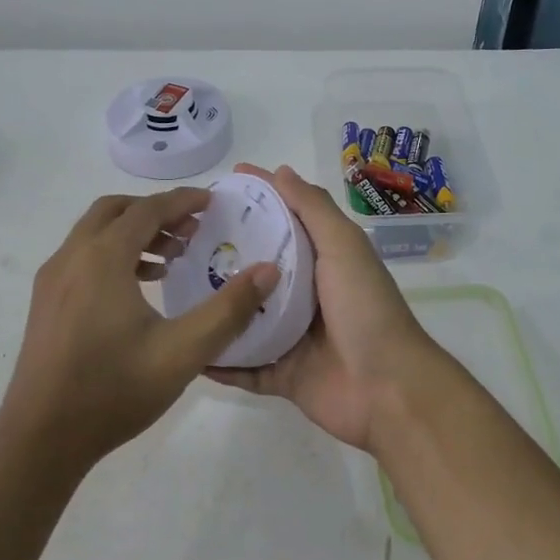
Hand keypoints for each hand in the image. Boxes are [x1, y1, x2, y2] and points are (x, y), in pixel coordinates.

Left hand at [0, 187, 277, 468]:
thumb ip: (229, 309)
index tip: (212, 201)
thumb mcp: (184, 351)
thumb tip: (268, 271)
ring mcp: (52, 281)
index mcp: (102, 259)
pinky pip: (83, 257)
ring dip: (134, 233)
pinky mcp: (46, 303)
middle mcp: (71, 258)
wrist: (41, 438)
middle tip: (193, 229)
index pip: (147, 210)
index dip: (182, 202)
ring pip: (95, 234)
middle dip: (156, 212)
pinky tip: (140, 287)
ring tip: (172, 258)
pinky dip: (114, 254)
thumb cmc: (114, 390)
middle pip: (115, 211)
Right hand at [205, 164, 449, 452]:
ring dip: (217, 308)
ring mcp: (293, 338)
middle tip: (181, 240)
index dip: (258, 200)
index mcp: (323, 262)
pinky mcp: (283, 376)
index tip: (220, 185)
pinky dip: (220, 362)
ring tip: (172, 291)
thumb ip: (314, 210)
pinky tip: (187, 349)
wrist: (387, 388)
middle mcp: (307, 296)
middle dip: (225, 253)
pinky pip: (244, 369)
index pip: (285, 220)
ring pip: (245, 319)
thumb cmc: (366, 308)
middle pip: (258, 269)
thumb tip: (281, 171)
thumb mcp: (344, 247)